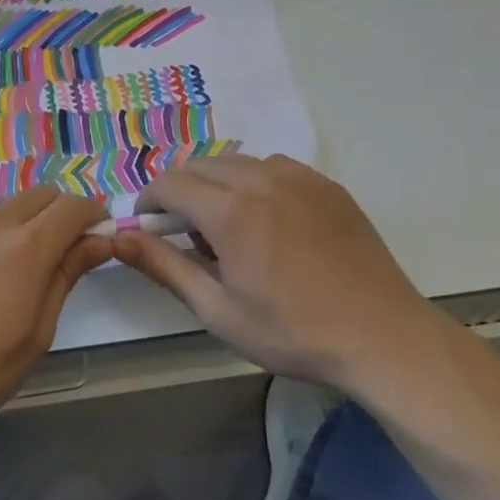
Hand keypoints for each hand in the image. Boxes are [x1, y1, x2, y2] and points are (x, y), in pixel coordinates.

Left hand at [0, 188, 110, 440]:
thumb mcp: (36, 333)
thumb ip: (67, 276)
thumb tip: (98, 242)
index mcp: (26, 246)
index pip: (74, 206)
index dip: (95, 216)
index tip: (103, 238)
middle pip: (41, 195)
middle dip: (63, 213)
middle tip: (67, 252)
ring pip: (7, 205)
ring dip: (27, 221)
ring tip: (22, 266)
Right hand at [110, 154, 449, 397]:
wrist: (382, 337)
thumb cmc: (293, 332)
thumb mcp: (217, 310)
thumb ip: (163, 266)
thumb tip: (117, 238)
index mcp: (230, 211)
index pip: (169, 183)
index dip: (149, 202)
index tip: (148, 228)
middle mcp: (261, 179)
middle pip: (199, 165)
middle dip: (180, 192)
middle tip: (188, 237)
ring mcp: (298, 177)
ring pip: (236, 162)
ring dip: (217, 185)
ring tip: (230, 230)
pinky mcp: (326, 184)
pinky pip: (273, 167)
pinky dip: (254, 183)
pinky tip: (269, 222)